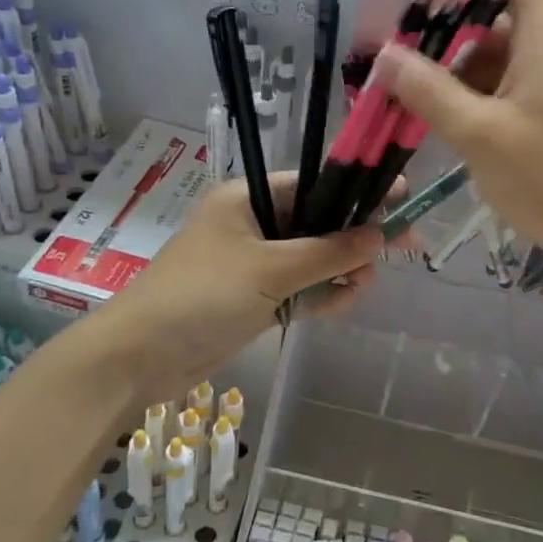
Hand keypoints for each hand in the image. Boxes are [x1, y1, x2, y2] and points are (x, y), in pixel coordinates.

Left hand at [76, 175, 383, 403]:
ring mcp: (254, 264)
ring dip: (340, 270)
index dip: (358, 192)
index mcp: (249, 198)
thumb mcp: (270, 270)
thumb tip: (381, 235)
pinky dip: (322, 293)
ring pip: (313, 259)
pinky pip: (300, 288)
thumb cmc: (202, 295)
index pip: (315, 185)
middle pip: (319, 223)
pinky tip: (344, 300)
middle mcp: (254, 224)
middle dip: (354, 238)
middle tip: (398, 251)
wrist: (141, 356)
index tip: (402, 199)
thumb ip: (329, 252)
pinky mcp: (256, 298)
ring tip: (360, 286)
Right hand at [377, 0, 542, 265]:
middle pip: (489, 10)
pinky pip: (496, 84)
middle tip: (401, 67)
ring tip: (411, 103)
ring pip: (488, 53)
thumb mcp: (478, 133)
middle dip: (440, 29)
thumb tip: (384, 57)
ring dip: (447, 68)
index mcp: (540, 36)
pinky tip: (440, 124)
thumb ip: (428, 91)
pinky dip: (464, 94)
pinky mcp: (541, 110)